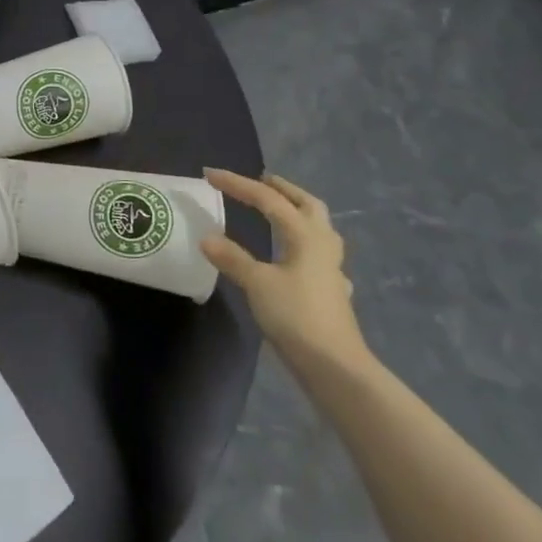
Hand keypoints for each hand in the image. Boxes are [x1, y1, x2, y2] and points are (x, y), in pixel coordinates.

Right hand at [201, 170, 374, 379]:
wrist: (335, 367)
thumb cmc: (296, 317)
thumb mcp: (257, 284)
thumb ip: (232, 258)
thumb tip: (206, 237)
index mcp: (304, 235)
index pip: (267, 199)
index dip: (237, 184)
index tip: (210, 175)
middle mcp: (322, 244)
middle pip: (306, 204)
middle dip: (283, 189)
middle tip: (261, 181)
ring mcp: (332, 268)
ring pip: (319, 227)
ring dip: (299, 212)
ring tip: (279, 211)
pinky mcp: (332, 291)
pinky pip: (320, 256)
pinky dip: (305, 246)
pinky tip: (298, 259)